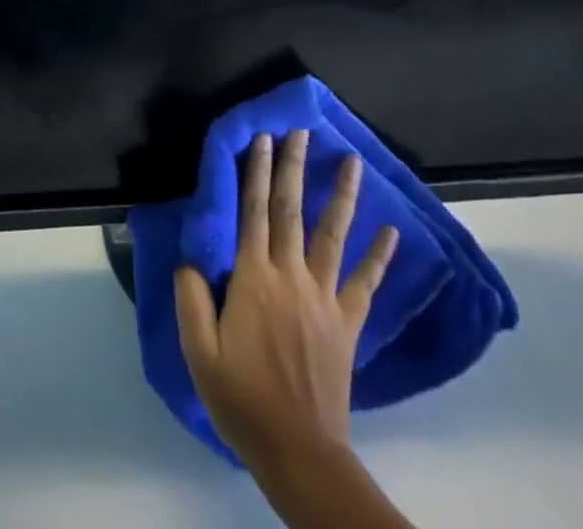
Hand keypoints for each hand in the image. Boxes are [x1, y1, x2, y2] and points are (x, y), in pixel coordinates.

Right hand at [175, 130, 397, 480]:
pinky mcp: (346, 322)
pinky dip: (379, 255)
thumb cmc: (241, 399)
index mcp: (253, 279)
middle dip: (293, 167)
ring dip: (340, 195)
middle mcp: (290, 276)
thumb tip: (191, 258)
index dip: (256, 172)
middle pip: (290, 210)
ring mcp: (324, 298)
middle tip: (299, 131)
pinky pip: (365, 282)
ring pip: (332, 234)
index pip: (252, 212)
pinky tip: (391, 231)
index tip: (262, 138)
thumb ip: (191, 297)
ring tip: (350, 160)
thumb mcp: (199, 351)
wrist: (299, 452)